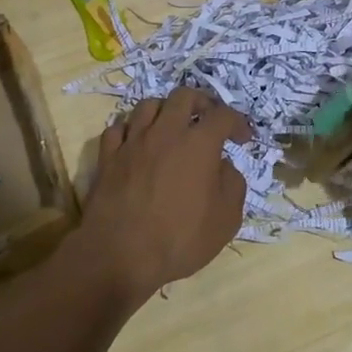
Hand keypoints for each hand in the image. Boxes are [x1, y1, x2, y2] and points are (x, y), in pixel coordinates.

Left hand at [78, 87, 250, 298]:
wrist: (121, 255)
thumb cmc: (180, 239)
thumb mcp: (226, 219)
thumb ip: (233, 184)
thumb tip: (223, 166)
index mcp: (199, 143)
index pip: (223, 115)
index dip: (238, 122)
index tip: (243, 138)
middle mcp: (165, 132)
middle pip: (183, 96)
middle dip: (201, 102)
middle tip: (207, 120)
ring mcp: (133, 141)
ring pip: (148, 104)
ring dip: (165, 110)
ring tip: (171, 127)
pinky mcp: (108, 156)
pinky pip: (118, 128)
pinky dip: (131, 130)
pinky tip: (137, 142)